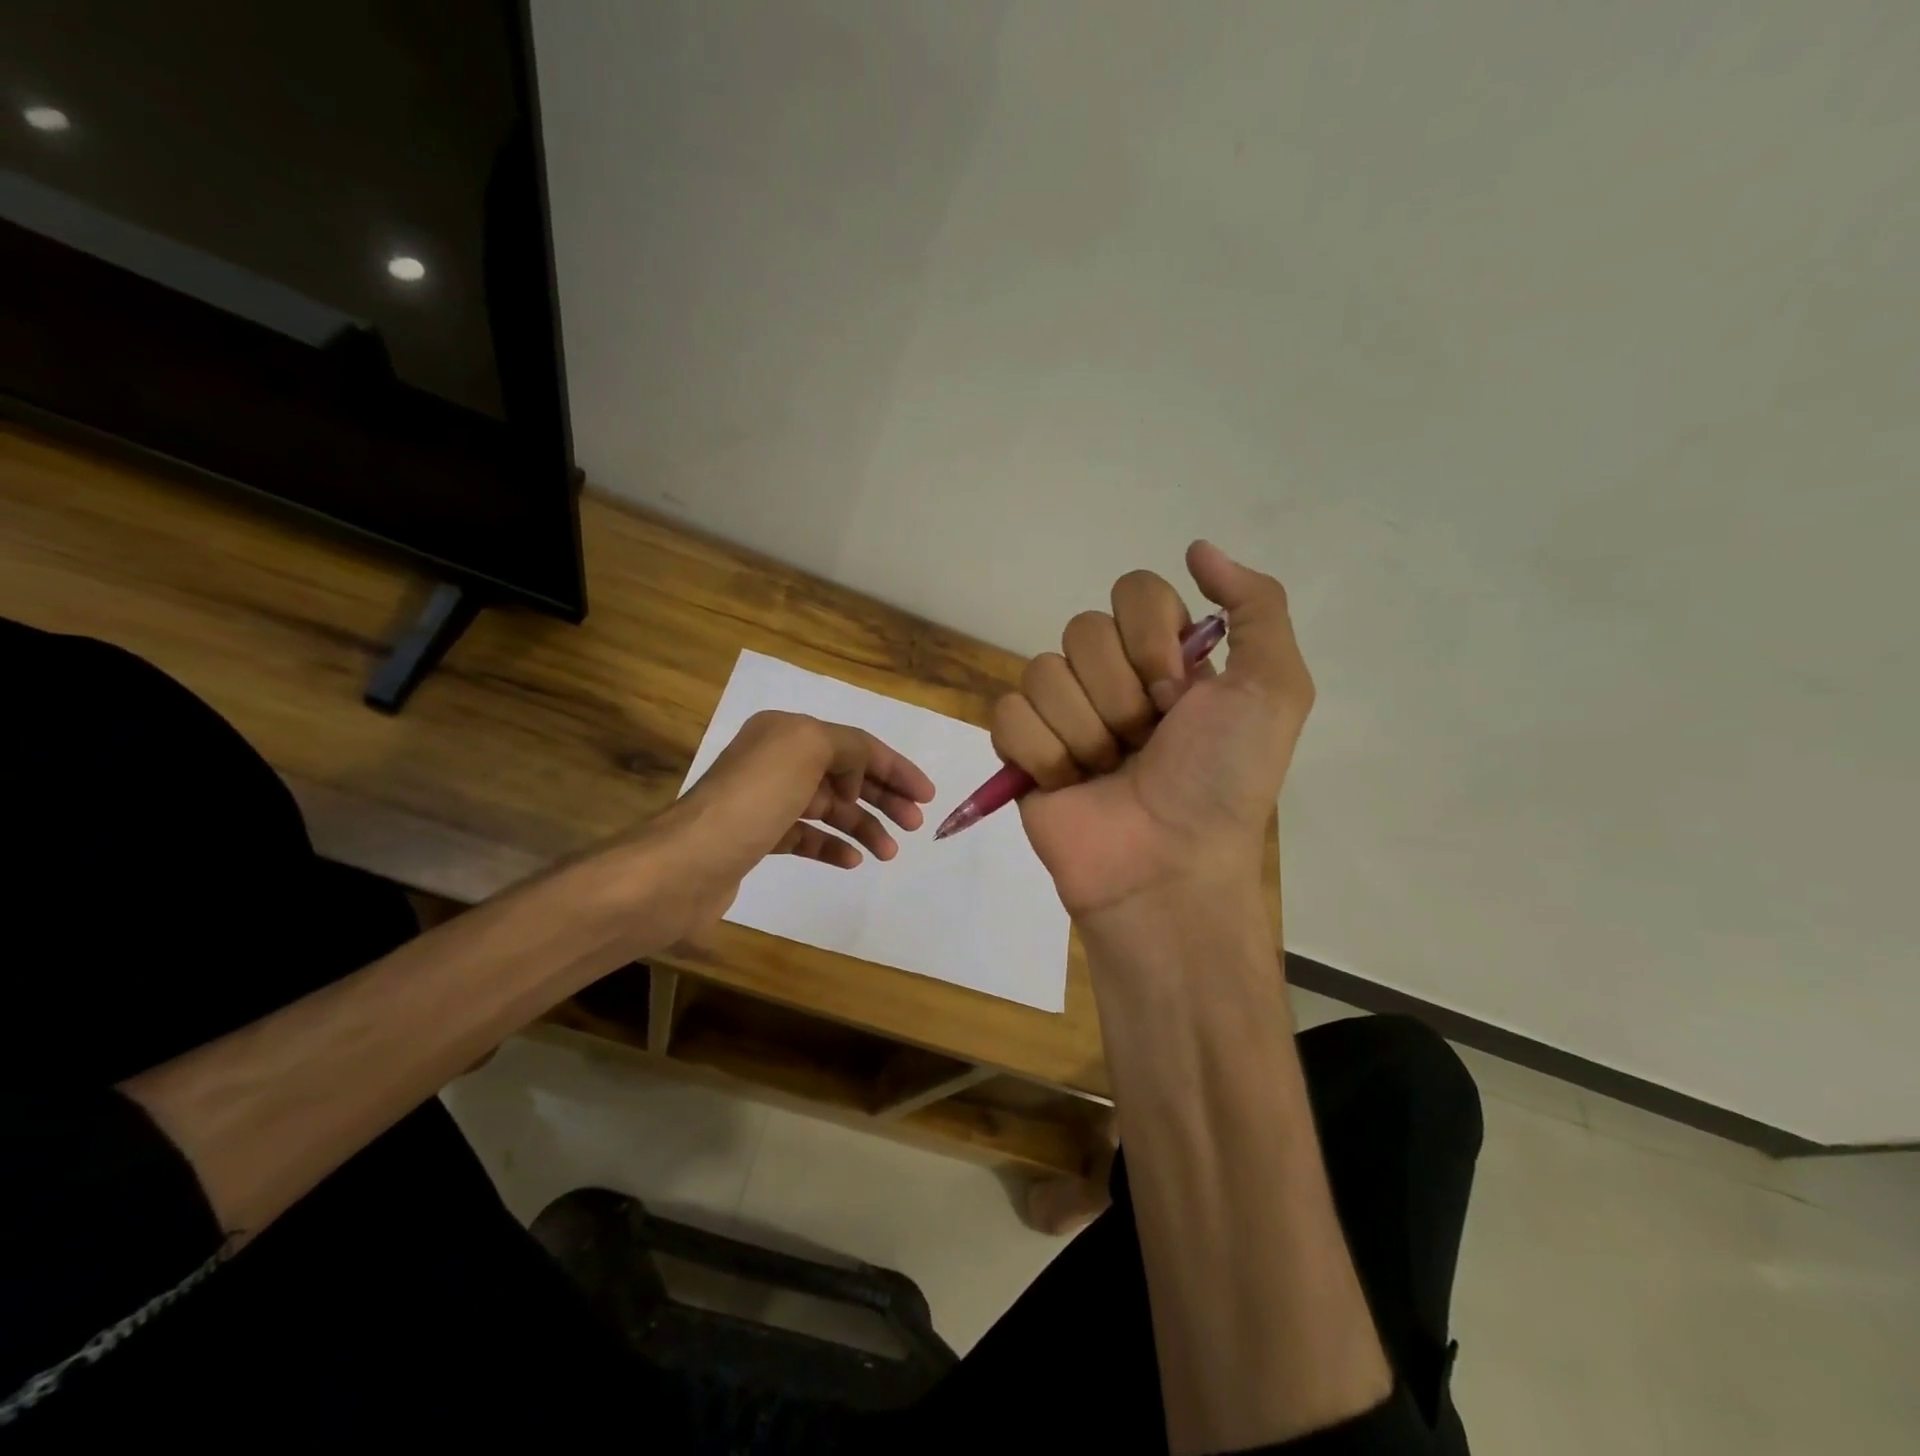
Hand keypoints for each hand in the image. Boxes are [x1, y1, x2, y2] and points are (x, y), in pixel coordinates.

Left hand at [662, 710, 935, 935]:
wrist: (686, 866)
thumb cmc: (752, 802)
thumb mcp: (807, 750)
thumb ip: (847, 746)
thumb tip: (857, 772)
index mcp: (786, 733)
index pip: (854, 744)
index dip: (895, 768)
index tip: (927, 796)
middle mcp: (775, 761)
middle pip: (845, 775)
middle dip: (883, 797)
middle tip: (913, 824)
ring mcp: (765, 802)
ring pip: (829, 809)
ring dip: (863, 826)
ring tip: (889, 852)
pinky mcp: (757, 839)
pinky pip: (807, 837)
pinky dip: (832, 846)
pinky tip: (851, 861)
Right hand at [991, 541, 1312, 922]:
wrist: (1167, 866)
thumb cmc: (1223, 781)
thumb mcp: (1275, 690)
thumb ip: (1256, 607)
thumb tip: (1198, 549)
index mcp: (1164, 657)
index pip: (1134, 592)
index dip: (1150, 639)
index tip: (1174, 694)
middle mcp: (1111, 676)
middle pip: (1082, 630)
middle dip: (1119, 695)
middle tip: (1144, 743)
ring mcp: (1063, 713)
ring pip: (1042, 672)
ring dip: (1085, 731)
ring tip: (1108, 772)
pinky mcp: (1021, 749)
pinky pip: (1008, 713)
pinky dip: (1043, 753)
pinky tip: (1068, 784)